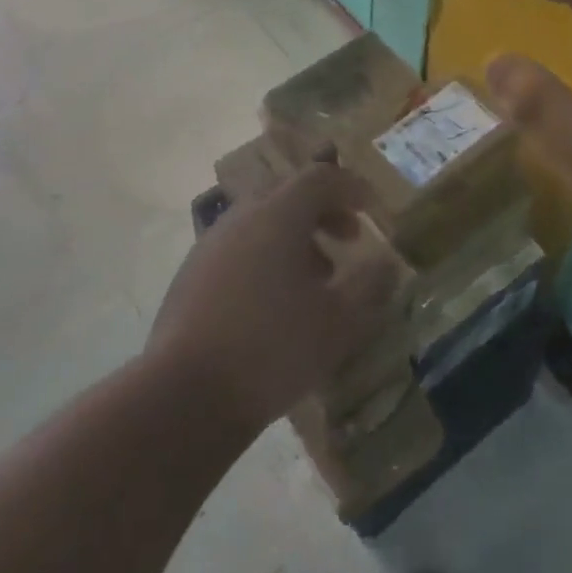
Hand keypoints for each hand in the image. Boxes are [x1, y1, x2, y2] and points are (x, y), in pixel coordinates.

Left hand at [147, 164, 396, 433]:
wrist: (184, 395)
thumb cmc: (272, 349)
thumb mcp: (339, 322)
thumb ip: (369, 286)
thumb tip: (387, 263)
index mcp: (278, 215)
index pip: (319, 177)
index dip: (350, 187)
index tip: (372, 208)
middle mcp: (241, 217)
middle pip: (288, 194)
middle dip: (324, 211)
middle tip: (348, 240)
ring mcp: (210, 244)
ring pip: (261, 221)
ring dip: (295, 236)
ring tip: (317, 277)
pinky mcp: (191, 274)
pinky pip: (239, 246)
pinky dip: (266, 255)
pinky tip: (276, 301)